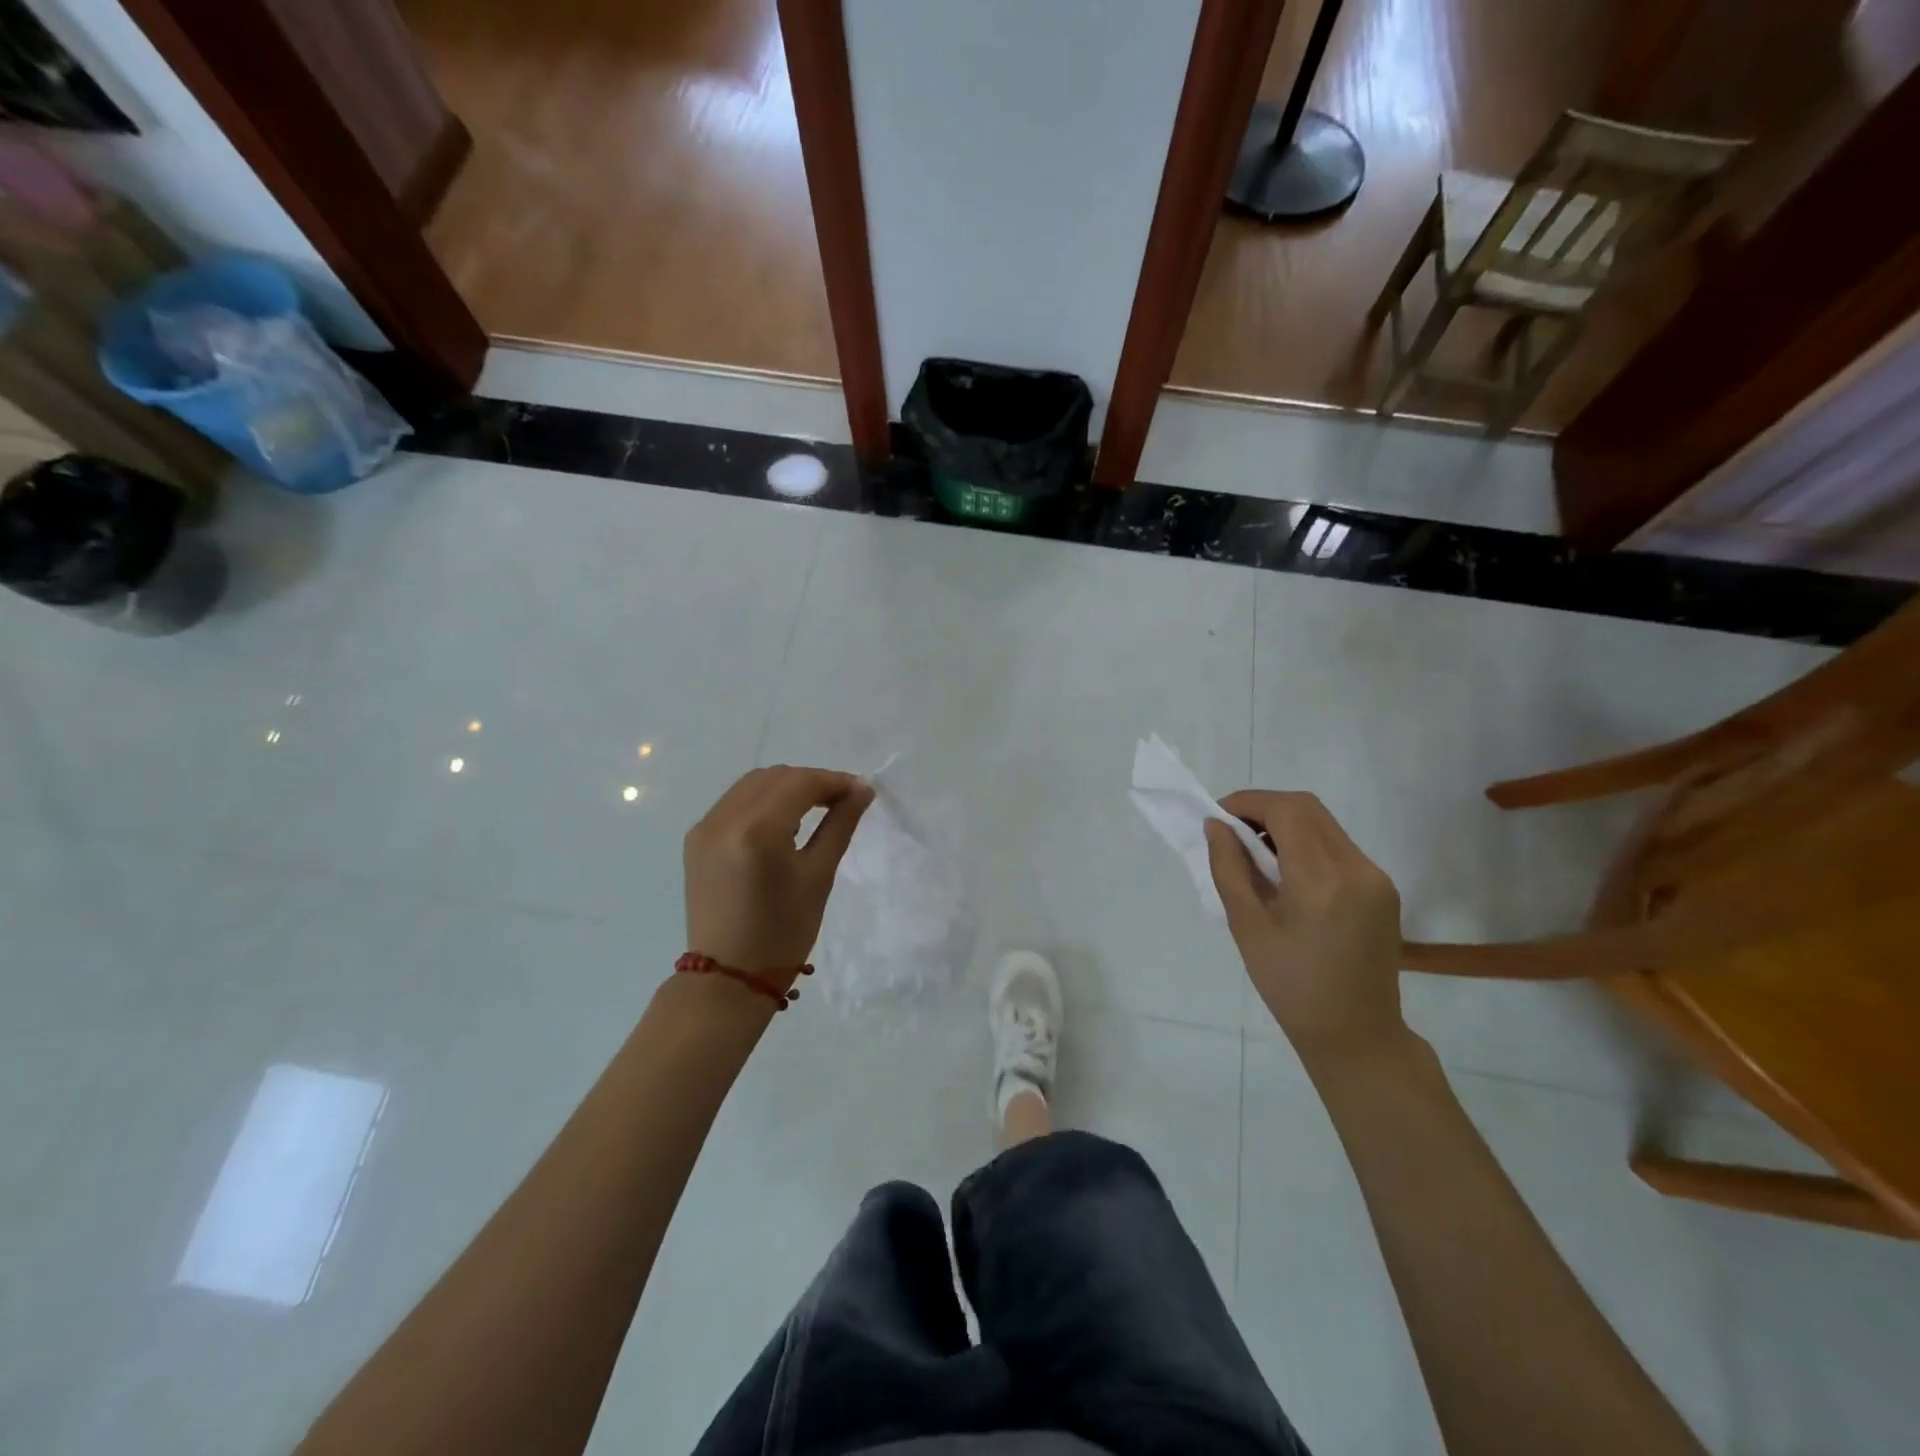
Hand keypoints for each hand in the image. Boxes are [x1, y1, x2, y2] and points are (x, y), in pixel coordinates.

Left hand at [684, 766, 873, 983]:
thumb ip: (840, 825)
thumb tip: (862, 791)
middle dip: (811, 781)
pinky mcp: (696, 839)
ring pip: (753, 784)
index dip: (834, 781)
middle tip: (841, 802)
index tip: (861, 792)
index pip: (800, 783)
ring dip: (786, 787)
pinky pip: (734, 802)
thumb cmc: (783, 932)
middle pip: (776, 776)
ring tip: (814, 809)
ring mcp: (705, 827)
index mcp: (757, 830)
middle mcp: (724, 818)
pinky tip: (781, 822)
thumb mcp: (818, 876)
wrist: (728, 977)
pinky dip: (762, 801)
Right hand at [1205, 791, 1405, 1064]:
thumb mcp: (1246, 926)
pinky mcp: (1383, 888)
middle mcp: (1357, 868)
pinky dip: (1306, 843)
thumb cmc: (1290, 986)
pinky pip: (1338, 846)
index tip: (1217, 816)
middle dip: (1264, 808)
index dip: (1248, 802)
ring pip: (1324, 824)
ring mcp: (1376, 877)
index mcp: (1321, 881)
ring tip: (1254, 852)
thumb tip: (1215, 826)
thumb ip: (1229, 868)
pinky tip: (1285, 871)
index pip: (1285, 811)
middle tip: (1231, 830)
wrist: (1356, 1033)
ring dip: (1285, 824)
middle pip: (1307, 808)